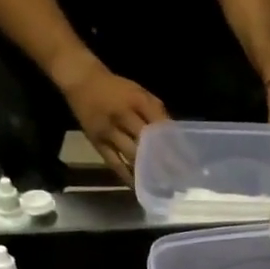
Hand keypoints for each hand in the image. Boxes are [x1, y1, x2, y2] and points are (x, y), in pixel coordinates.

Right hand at [62, 64, 167, 182]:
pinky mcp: (97, 143)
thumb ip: (158, 113)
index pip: (160, 126)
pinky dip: (127, 176)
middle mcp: (123, 116)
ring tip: (162, 186)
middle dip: (163, 162)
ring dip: (147, 172)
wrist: (82, 81)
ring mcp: (109, 131)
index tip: (188, 163)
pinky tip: (138, 187)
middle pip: (147, 143)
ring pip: (132, 156)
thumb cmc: (116, 89)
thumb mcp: (140, 93)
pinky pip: (114, 164)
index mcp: (138, 101)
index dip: (174, 145)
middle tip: (178, 180)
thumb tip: (174, 138)